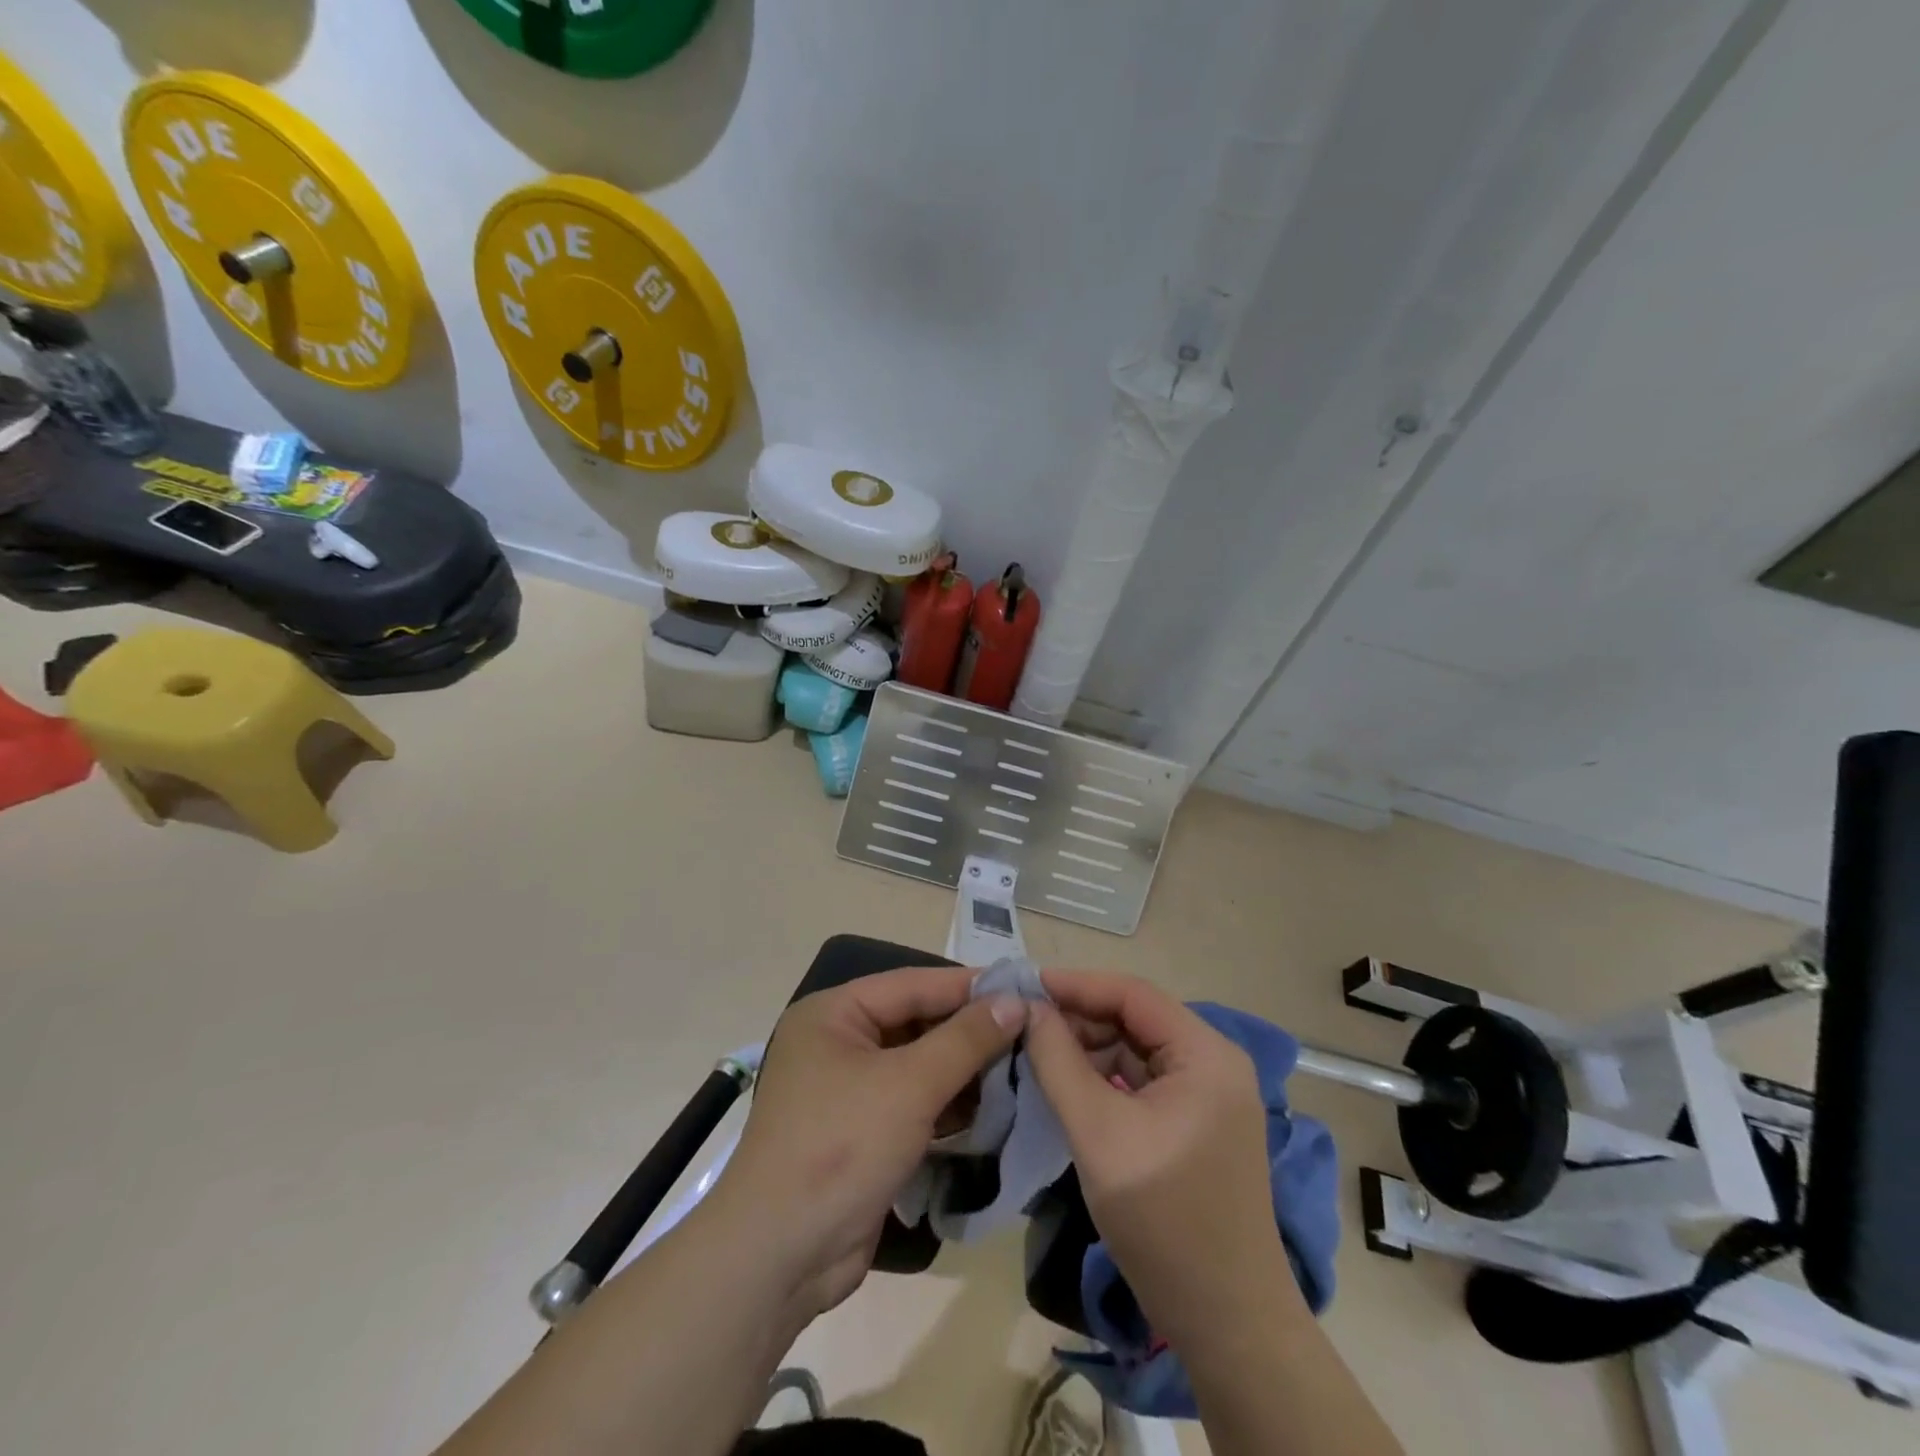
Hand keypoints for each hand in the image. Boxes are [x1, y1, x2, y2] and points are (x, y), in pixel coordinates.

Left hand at [704, 967, 1026, 1321]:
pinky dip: (948, 1103)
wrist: (779, 1258)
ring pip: (918, 1064)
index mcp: (834, 1014)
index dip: (969, 986)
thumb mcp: (909, 1085)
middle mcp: (838, 1042)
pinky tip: (993, 1107)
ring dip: (964, 1069)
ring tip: (1023, 1066)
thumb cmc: (840, 1148)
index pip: (913, 984)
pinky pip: (914, 1102)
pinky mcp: (863, 1132)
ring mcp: (849, 1090)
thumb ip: (965, 1039)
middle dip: (970, 1030)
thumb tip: (1015, 1001)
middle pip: (916, 1022)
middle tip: (1030, 1030)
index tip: (1024, 987)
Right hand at [1024, 969, 1289, 1348]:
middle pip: (1134, 1018)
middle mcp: (1213, 1061)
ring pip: (1134, 1048)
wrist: (1227, 1323)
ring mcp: (1206, 1093)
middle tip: (1022, 1023)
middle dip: (1078, 1017)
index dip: (1075, 984)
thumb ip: (1058, 1062)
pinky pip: (1141, 1080)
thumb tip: (1028, 1008)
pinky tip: (1065, 1083)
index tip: (1023, 985)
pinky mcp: (1194, 1121)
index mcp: (1205, 1054)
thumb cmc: (1165, 1222)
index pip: (1132, 994)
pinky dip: (1102, 1076)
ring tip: (1034, 1050)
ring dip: (1087, 1047)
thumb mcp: (1099, 1134)